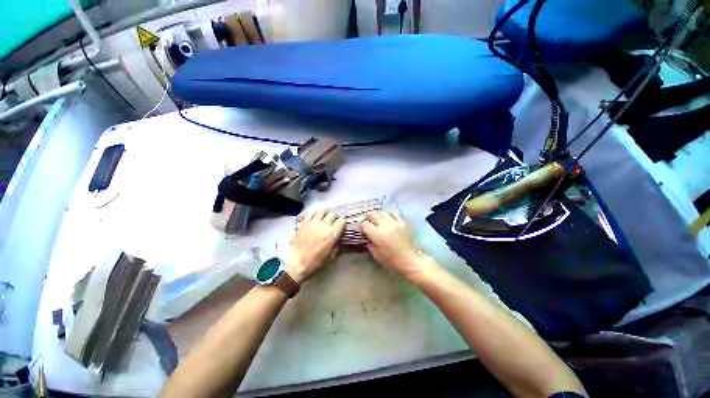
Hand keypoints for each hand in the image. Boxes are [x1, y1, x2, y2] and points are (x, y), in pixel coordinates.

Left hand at [287, 212, 344, 283]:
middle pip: (333, 214)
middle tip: (333, 223)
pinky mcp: (304, 223)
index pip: (342, 220)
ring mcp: (313, 222)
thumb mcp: (331, 256)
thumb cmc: (315, 262)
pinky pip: (311, 213)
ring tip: (324, 219)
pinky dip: (314, 215)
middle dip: (335, 218)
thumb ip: (336, 245)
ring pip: (322, 211)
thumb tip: (338, 238)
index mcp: (332, 233)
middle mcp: (324, 225)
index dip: (342, 223)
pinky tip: (314, 219)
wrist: (297, 263)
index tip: (341, 226)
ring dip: (325, 215)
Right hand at [361, 211, 432, 280]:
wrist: (410, 260)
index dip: (362, 228)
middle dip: (367, 218)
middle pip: (372, 214)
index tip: (364, 232)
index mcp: (377, 234)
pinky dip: (388, 216)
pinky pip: (393, 213)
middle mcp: (384, 225)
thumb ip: (369, 244)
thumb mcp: (376, 255)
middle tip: (368, 223)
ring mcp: (394, 222)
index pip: (365, 224)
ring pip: (382, 212)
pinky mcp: (402, 222)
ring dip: (377, 216)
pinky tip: (388, 221)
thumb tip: (367, 237)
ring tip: (378, 222)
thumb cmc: (392, 260)